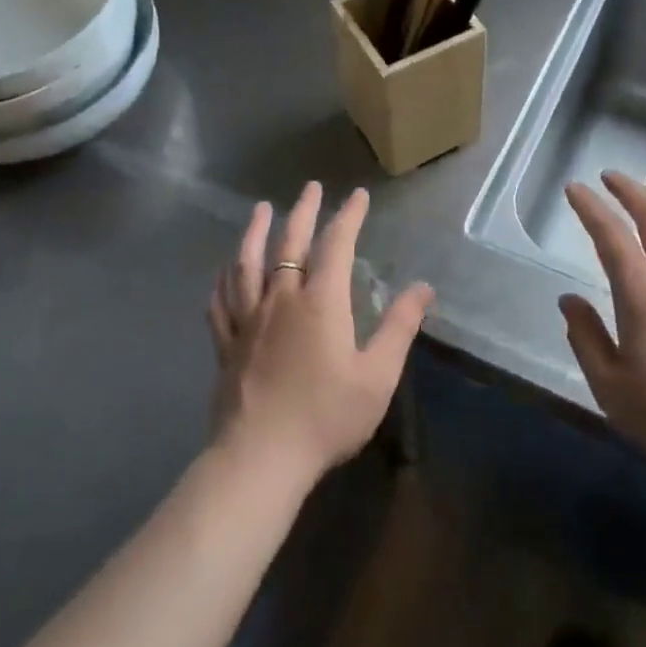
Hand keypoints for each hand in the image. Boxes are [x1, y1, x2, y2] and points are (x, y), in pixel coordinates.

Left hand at [207, 182, 431, 486]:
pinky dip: (223, 279)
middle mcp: (281, 299)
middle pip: (290, 243)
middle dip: (303, 211)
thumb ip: (400, 327)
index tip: (357, 195)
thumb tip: (424, 287)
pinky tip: (224, 269)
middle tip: (311, 187)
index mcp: (320, 302)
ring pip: (248, 263)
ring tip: (261, 209)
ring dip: (256, 232)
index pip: (336, 245)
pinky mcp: (226, 344)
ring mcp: (248, 320)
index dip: (348, 216)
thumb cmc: (326, 417)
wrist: (261, 459)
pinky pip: (221, 301)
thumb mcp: (377, 375)